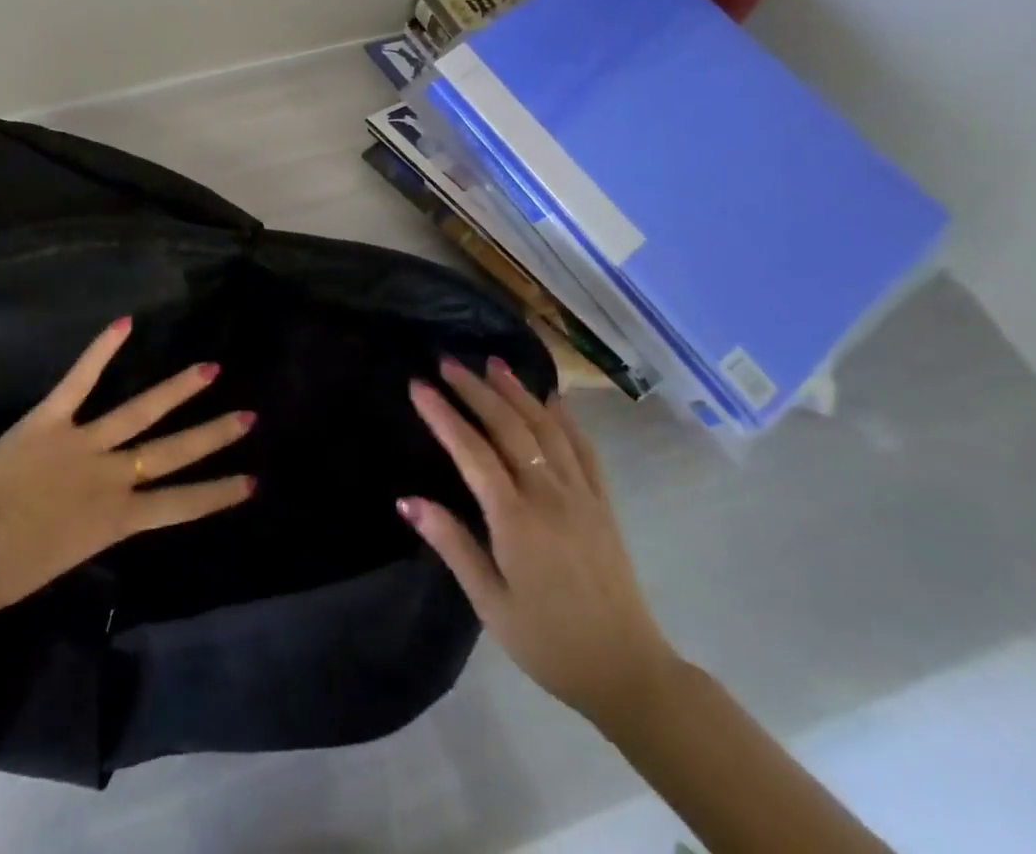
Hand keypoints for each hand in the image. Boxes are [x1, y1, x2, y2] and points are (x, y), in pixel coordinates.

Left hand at [0, 316, 254, 615]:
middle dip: (213, 435)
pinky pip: (80, 379)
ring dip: (178, 389)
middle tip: (248, 415)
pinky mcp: (49, 419)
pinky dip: (102, 350)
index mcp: (115, 520)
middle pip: (172, 453)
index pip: (180, 505)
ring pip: (140, 411)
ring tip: (210, 368)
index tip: (251, 481)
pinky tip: (126, 323)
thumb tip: (111, 504)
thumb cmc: (8, 571)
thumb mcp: (68, 555)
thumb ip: (96, 524)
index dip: (217, 493)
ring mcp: (82, 444)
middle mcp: (110, 478)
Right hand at [400, 357, 678, 725]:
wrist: (628, 672)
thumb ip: (451, 544)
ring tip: (494, 363)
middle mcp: (549, 494)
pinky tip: (552, 399)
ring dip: (517, 392)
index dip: (443, 415)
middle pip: (508, 427)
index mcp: (516, 519)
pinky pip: (583, 448)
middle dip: (475, 390)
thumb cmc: (549, 642)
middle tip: (448, 362)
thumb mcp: (490, 602)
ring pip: (545, 428)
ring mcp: (581, 494)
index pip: (472, 452)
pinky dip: (564, 418)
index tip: (419, 385)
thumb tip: (406, 500)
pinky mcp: (603, 502)